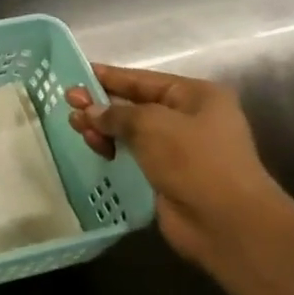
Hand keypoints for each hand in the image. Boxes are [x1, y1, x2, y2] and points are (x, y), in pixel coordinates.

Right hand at [66, 65, 285, 263]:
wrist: (225, 221)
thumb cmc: (194, 160)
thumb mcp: (151, 125)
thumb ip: (116, 113)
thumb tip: (89, 111)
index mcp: (196, 96)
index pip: (143, 79)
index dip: (109, 76)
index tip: (78, 74)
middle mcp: (189, 118)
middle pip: (135, 104)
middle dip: (101, 104)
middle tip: (68, 104)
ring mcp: (178, 148)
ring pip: (130, 131)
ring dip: (103, 128)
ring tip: (77, 128)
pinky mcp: (166, 174)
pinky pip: (132, 155)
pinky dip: (112, 149)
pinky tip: (94, 148)